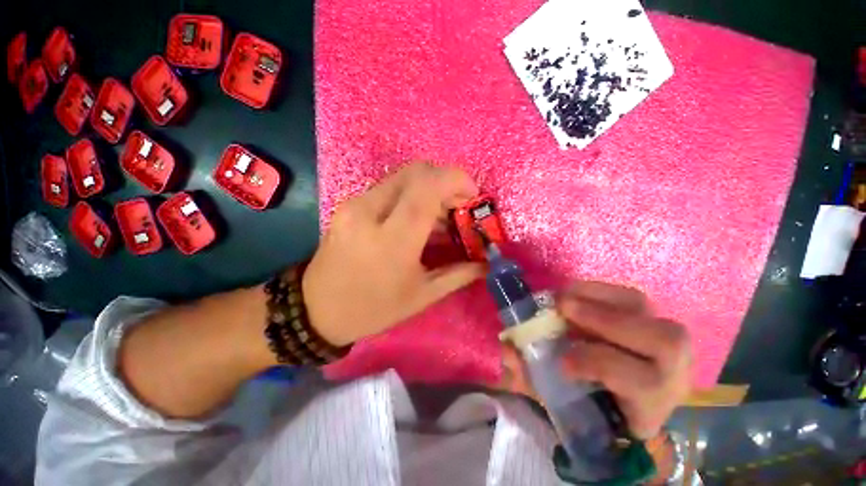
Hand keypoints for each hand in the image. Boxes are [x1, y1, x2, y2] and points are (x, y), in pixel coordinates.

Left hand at [303, 163, 484, 346]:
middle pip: (417, 171)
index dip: (456, 180)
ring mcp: (355, 204)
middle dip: (445, 181)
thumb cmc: (373, 309)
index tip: (472, 195)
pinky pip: (389, 187)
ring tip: (442, 215)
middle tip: (458, 206)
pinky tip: (417, 218)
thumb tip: (485, 263)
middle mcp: (370, 212)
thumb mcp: (421, 296)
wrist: (317, 310)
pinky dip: (411, 194)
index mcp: (392, 240)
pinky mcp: (349, 204)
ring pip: (403, 176)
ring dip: (429, 188)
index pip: (428, 188)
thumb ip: (458, 274)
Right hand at [499, 281, 691, 439]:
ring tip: (564, 298)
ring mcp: (665, 338)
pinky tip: (574, 294)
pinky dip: (598, 290)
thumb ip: (532, 378)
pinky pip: (629, 295)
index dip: (599, 364)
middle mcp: (672, 370)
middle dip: (605, 321)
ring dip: (598, 298)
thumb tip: (509, 349)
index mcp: (650, 404)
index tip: (562, 360)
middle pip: (662, 342)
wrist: (623, 395)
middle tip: (561, 308)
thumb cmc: (590, 402)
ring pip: (646, 310)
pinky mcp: (652, 317)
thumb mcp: (560, 400)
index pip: (643, 383)